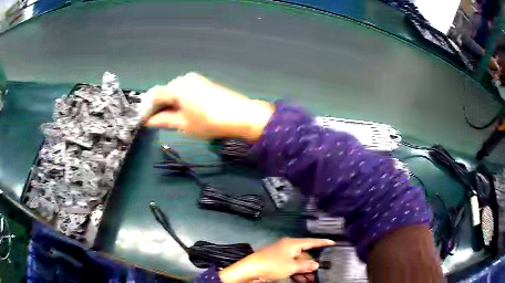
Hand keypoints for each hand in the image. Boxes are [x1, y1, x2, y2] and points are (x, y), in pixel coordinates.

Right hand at [143, 73, 273, 140]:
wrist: (240, 115)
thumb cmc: (208, 121)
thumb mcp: (183, 124)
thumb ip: (163, 120)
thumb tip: (149, 121)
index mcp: (176, 87)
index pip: (155, 96)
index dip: (149, 109)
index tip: (147, 121)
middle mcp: (184, 79)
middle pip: (165, 92)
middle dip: (160, 107)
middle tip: (160, 122)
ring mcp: (195, 80)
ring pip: (175, 92)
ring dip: (170, 104)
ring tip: (174, 119)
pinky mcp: (203, 83)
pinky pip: (185, 91)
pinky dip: (181, 101)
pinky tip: (184, 112)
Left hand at [218, 237, 334, 282]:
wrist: (251, 270)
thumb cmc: (273, 265)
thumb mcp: (291, 266)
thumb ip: (305, 265)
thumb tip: (315, 264)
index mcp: (292, 243)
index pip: (311, 242)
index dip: (322, 242)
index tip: (333, 242)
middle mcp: (288, 247)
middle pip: (304, 255)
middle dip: (311, 265)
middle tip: (318, 274)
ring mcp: (282, 255)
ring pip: (298, 262)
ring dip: (304, 271)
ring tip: (311, 280)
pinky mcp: (277, 262)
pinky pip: (291, 266)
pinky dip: (296, 273)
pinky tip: (301, 280)